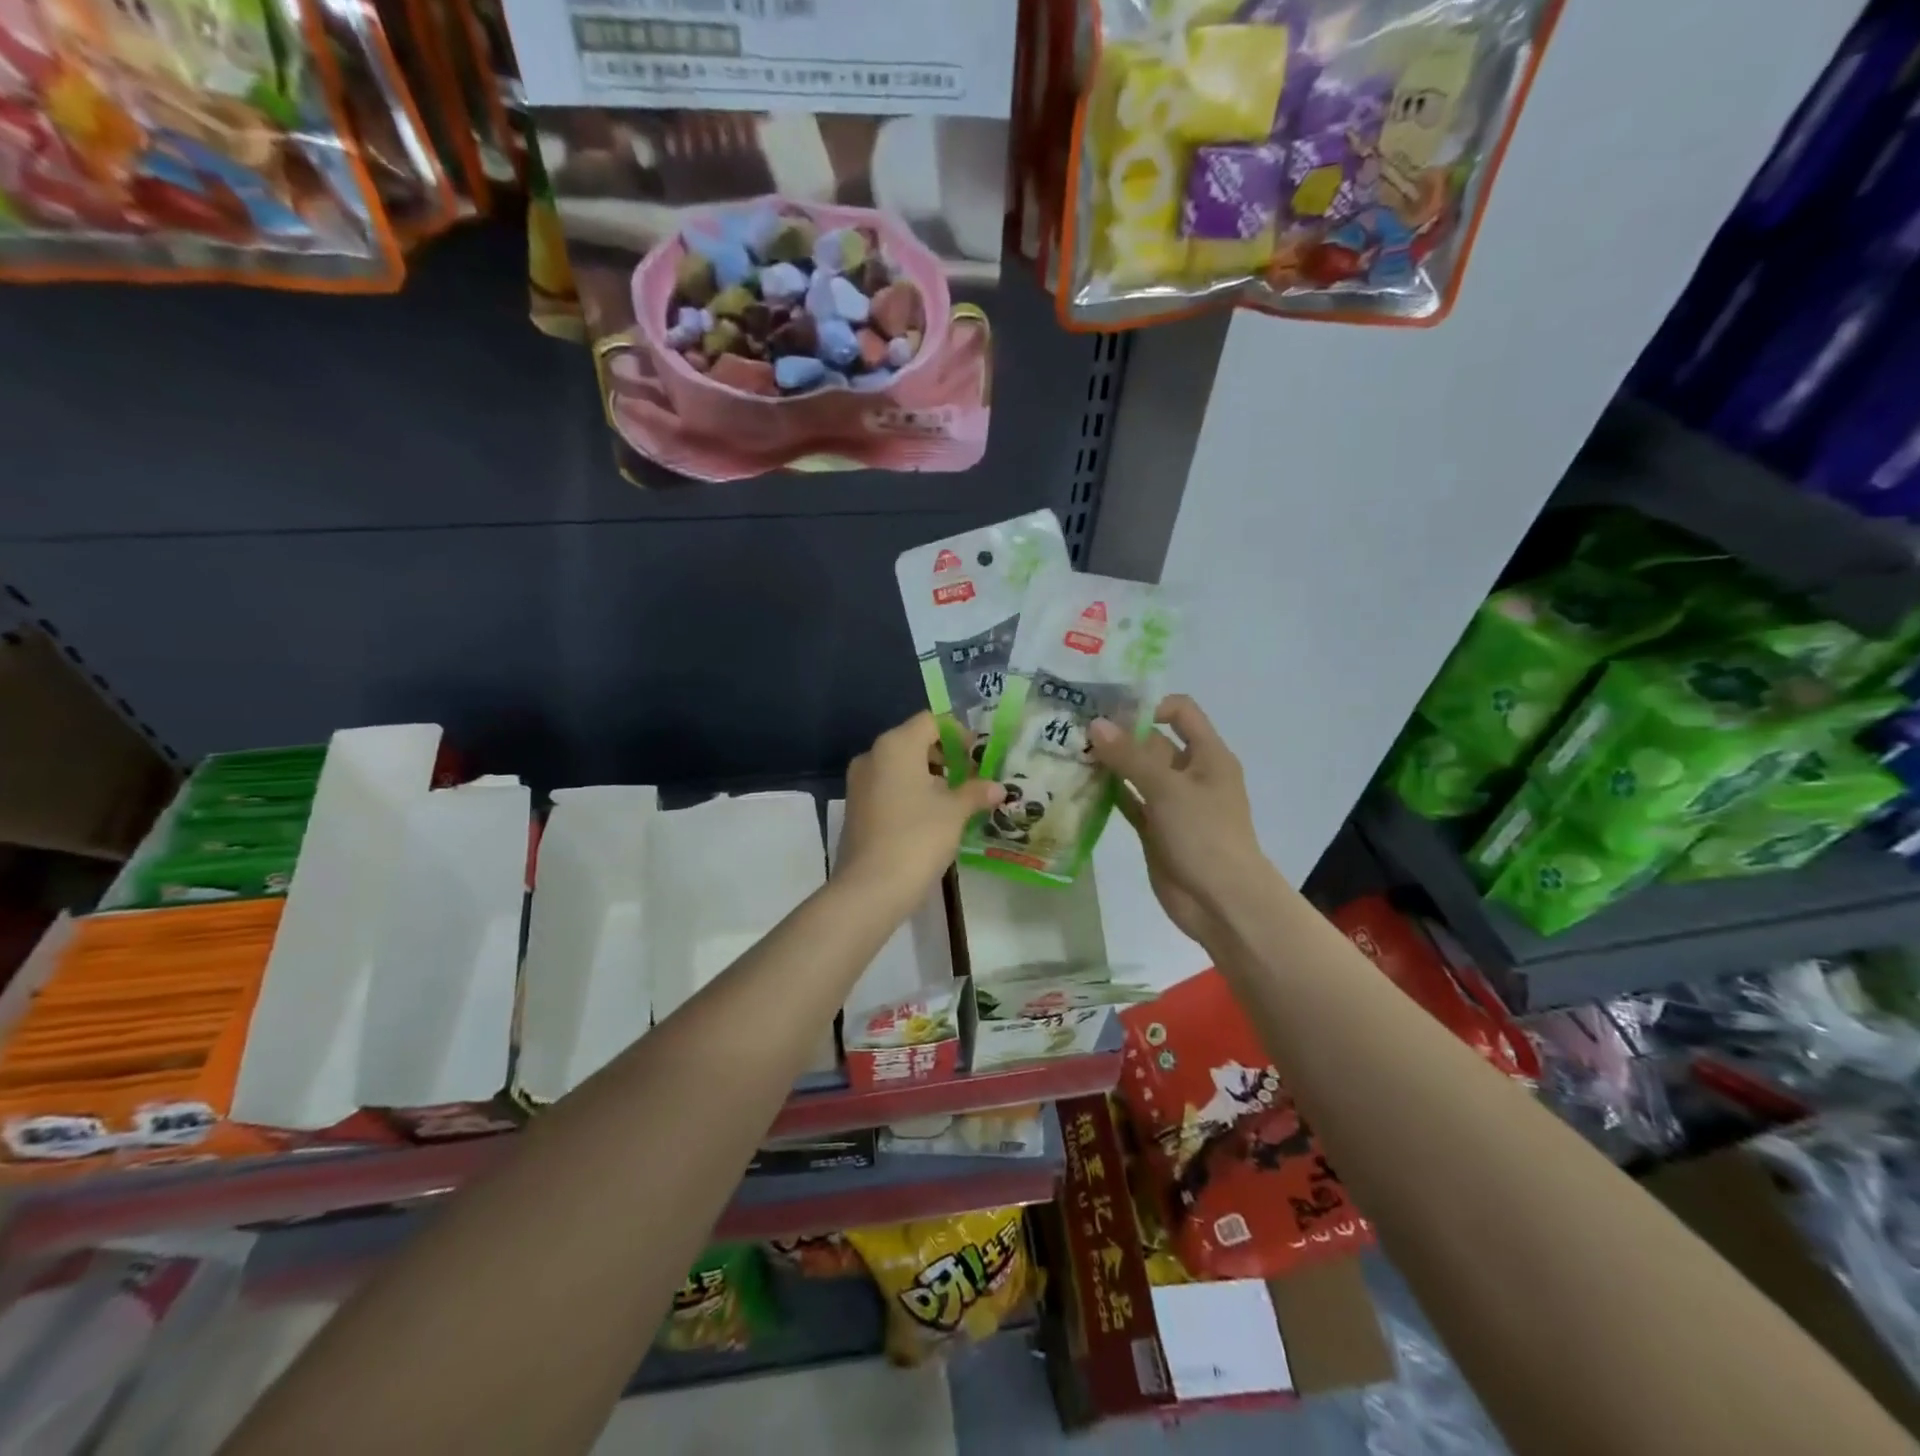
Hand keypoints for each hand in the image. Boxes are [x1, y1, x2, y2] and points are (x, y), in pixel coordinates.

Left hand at [838, 712, 1002, 911]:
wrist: (870, 888)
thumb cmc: (917, 838)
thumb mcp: (954, 813)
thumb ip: (975, 793)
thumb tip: (997, 788)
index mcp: (896, 746)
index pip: (931, 721)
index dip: (958, 734)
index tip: (979, 756)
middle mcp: (872, 756)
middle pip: (914, 742)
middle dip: (945, 757)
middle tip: (971, 779)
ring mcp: (859, 783)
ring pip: (900, 767)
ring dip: (929, 777)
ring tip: (956, 801)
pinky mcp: (856, 808)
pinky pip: (888, 788)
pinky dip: (910, 794)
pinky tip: (931, 818)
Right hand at [1088, 696, 1274, 950]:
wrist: (1221, 902)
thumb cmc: (1204, 835)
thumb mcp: (1167, 789)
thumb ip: (1129, 756)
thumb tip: (1095, 724)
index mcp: (1207, 755)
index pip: (1180, 712)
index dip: (1149, 705)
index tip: (1110, 711)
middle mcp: (1190, 773)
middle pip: (1152, 741)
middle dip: (1118, 734)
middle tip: (1074, 729)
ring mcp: (1171, 803)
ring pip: (1137, 773)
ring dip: (1109, 763)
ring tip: (1069, 752)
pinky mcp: (1155, 828)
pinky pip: (1129, 802)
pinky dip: (1108, 793)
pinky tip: (1079, 785)